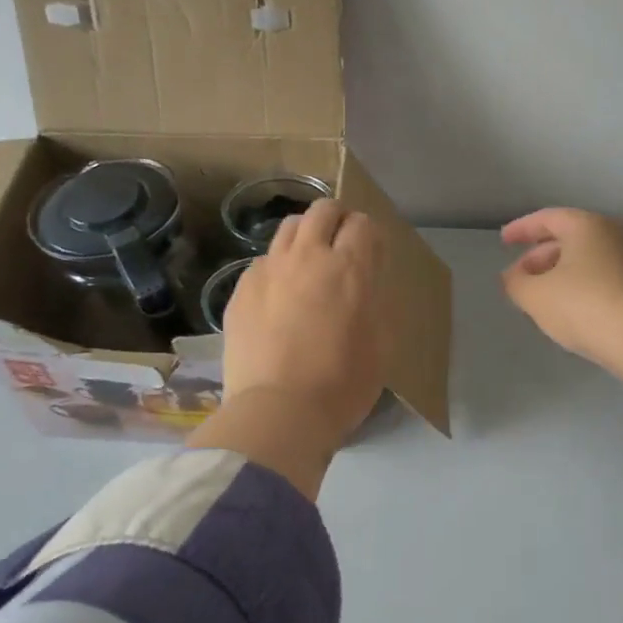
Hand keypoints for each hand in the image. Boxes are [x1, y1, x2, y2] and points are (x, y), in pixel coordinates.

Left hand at [191, 200, 387, 496]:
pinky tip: (278, 295)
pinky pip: (263, 261)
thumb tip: (364, 284)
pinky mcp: (242, 289)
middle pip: (322, 211)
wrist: (278, 411)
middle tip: (340, 245)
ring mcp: (269, 270)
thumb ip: (373, 302)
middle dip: (336, 219)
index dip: (369, 235)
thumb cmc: (342, 384)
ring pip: (288, 228)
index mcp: (350, 268)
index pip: (362, 224)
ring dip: (304, 236)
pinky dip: (277, 267)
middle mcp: (308, 257)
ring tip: (307, 263)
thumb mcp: (380, 344)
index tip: (370, 254)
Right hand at [500, 208, 622, 378]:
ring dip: (561, 274)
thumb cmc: (584, 306)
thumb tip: (512, 276)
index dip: (522, 229)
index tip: (504, 241)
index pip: (548, 218)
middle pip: (570, 238)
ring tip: (541, 297)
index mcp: (587, 226)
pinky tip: (571, 311)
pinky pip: (604, 279)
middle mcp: (614, 235)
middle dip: (540, 256)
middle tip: (520, 276)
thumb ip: (516, 282)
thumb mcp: (535, 296)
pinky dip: (582, 287)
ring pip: (588, 260)